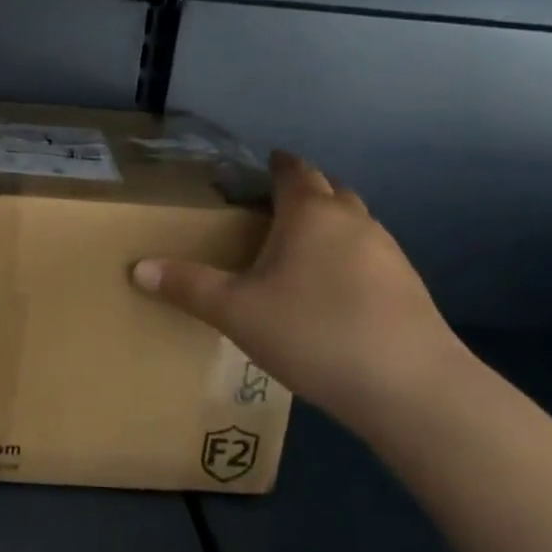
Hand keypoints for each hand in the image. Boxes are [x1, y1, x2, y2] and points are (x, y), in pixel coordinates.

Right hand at [132, 152, 467, 429]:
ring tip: (299, 247)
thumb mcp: (237, 312)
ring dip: (329, 224)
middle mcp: (353, 222)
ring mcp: (389, 254)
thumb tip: (138, 268)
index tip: (263, 163)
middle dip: (304, 189)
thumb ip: (188, 286)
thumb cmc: (314, 333)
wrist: (413, 389)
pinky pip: (369, 255)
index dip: (277, 164)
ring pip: (354, 223)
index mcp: (311, 214)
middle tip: (273, 204)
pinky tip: (332, 290)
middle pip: (330, 190)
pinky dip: (348, 257)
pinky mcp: (409, 288)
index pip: (294, 171)